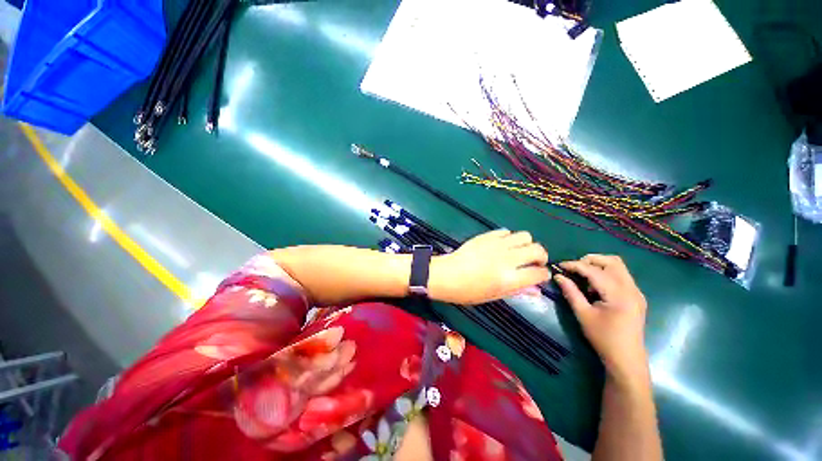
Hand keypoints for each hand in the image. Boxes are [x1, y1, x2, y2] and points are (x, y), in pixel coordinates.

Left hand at [428, 229, 549, 304]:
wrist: (446, 275)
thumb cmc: (468, 291)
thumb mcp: (494, 296)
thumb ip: (518, 291)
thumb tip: (537, 290)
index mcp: (510, 279)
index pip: (539, 273)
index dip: (543, 275)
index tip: (539, 276)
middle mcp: (507, 259)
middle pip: (538, 250)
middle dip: (540, 257)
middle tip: (532, 262)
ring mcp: (497, 244)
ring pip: (525, 235)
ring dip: (526, 244)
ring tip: (518, 252)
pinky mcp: (486, 236)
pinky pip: (506, 231)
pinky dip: (509, 238)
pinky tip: (502, 245)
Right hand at [555, 255, 648, 381]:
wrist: (627, 359)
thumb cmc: (603, 338)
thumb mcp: (583, 315)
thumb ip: (571, 292)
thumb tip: (557, 276)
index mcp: (618, 295)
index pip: (594, 271)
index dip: (575, 265)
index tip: (559, 266)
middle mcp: (631, 289)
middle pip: (612, 261)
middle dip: (590, 260)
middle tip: (574, 269)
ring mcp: (636, 292)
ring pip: (618, 267)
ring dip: (599, 266)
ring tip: (584, 278)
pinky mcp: (636, 296)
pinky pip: (621, 276)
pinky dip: (606, 274)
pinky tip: (596, 288)